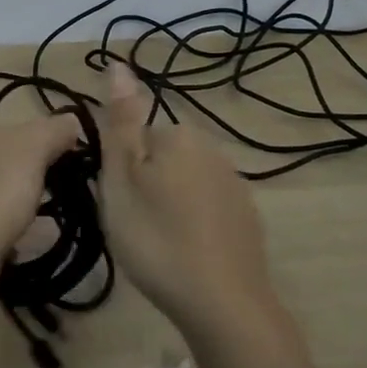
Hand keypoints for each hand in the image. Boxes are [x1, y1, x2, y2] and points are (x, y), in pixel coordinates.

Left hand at [0, 112, 81, 313]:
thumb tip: (70, 121)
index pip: (4, 129)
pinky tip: (2, 242)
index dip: (32, 147)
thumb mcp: (36, 147)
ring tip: (24, 224)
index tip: (50, 170)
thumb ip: (56, 129)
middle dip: (16, 177)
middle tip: (39, 198)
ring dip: (2, 204)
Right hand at [97, 61, 274, 333]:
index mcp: (180, 135)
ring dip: (170, 206)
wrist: (223, 303)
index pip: (137, 137)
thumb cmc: (157, 238)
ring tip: (159, 246)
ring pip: (184, 185)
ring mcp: (235, 185)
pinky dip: (194, 226)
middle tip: (134, 226)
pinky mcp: (247, 218)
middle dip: (146, 186)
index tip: (119, 204)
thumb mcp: (122, 178)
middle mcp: (213, 149)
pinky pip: (207, 210)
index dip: (122, 170)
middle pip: (162, 159)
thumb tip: (118, 63)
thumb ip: (121, 121)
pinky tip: (187, 255)